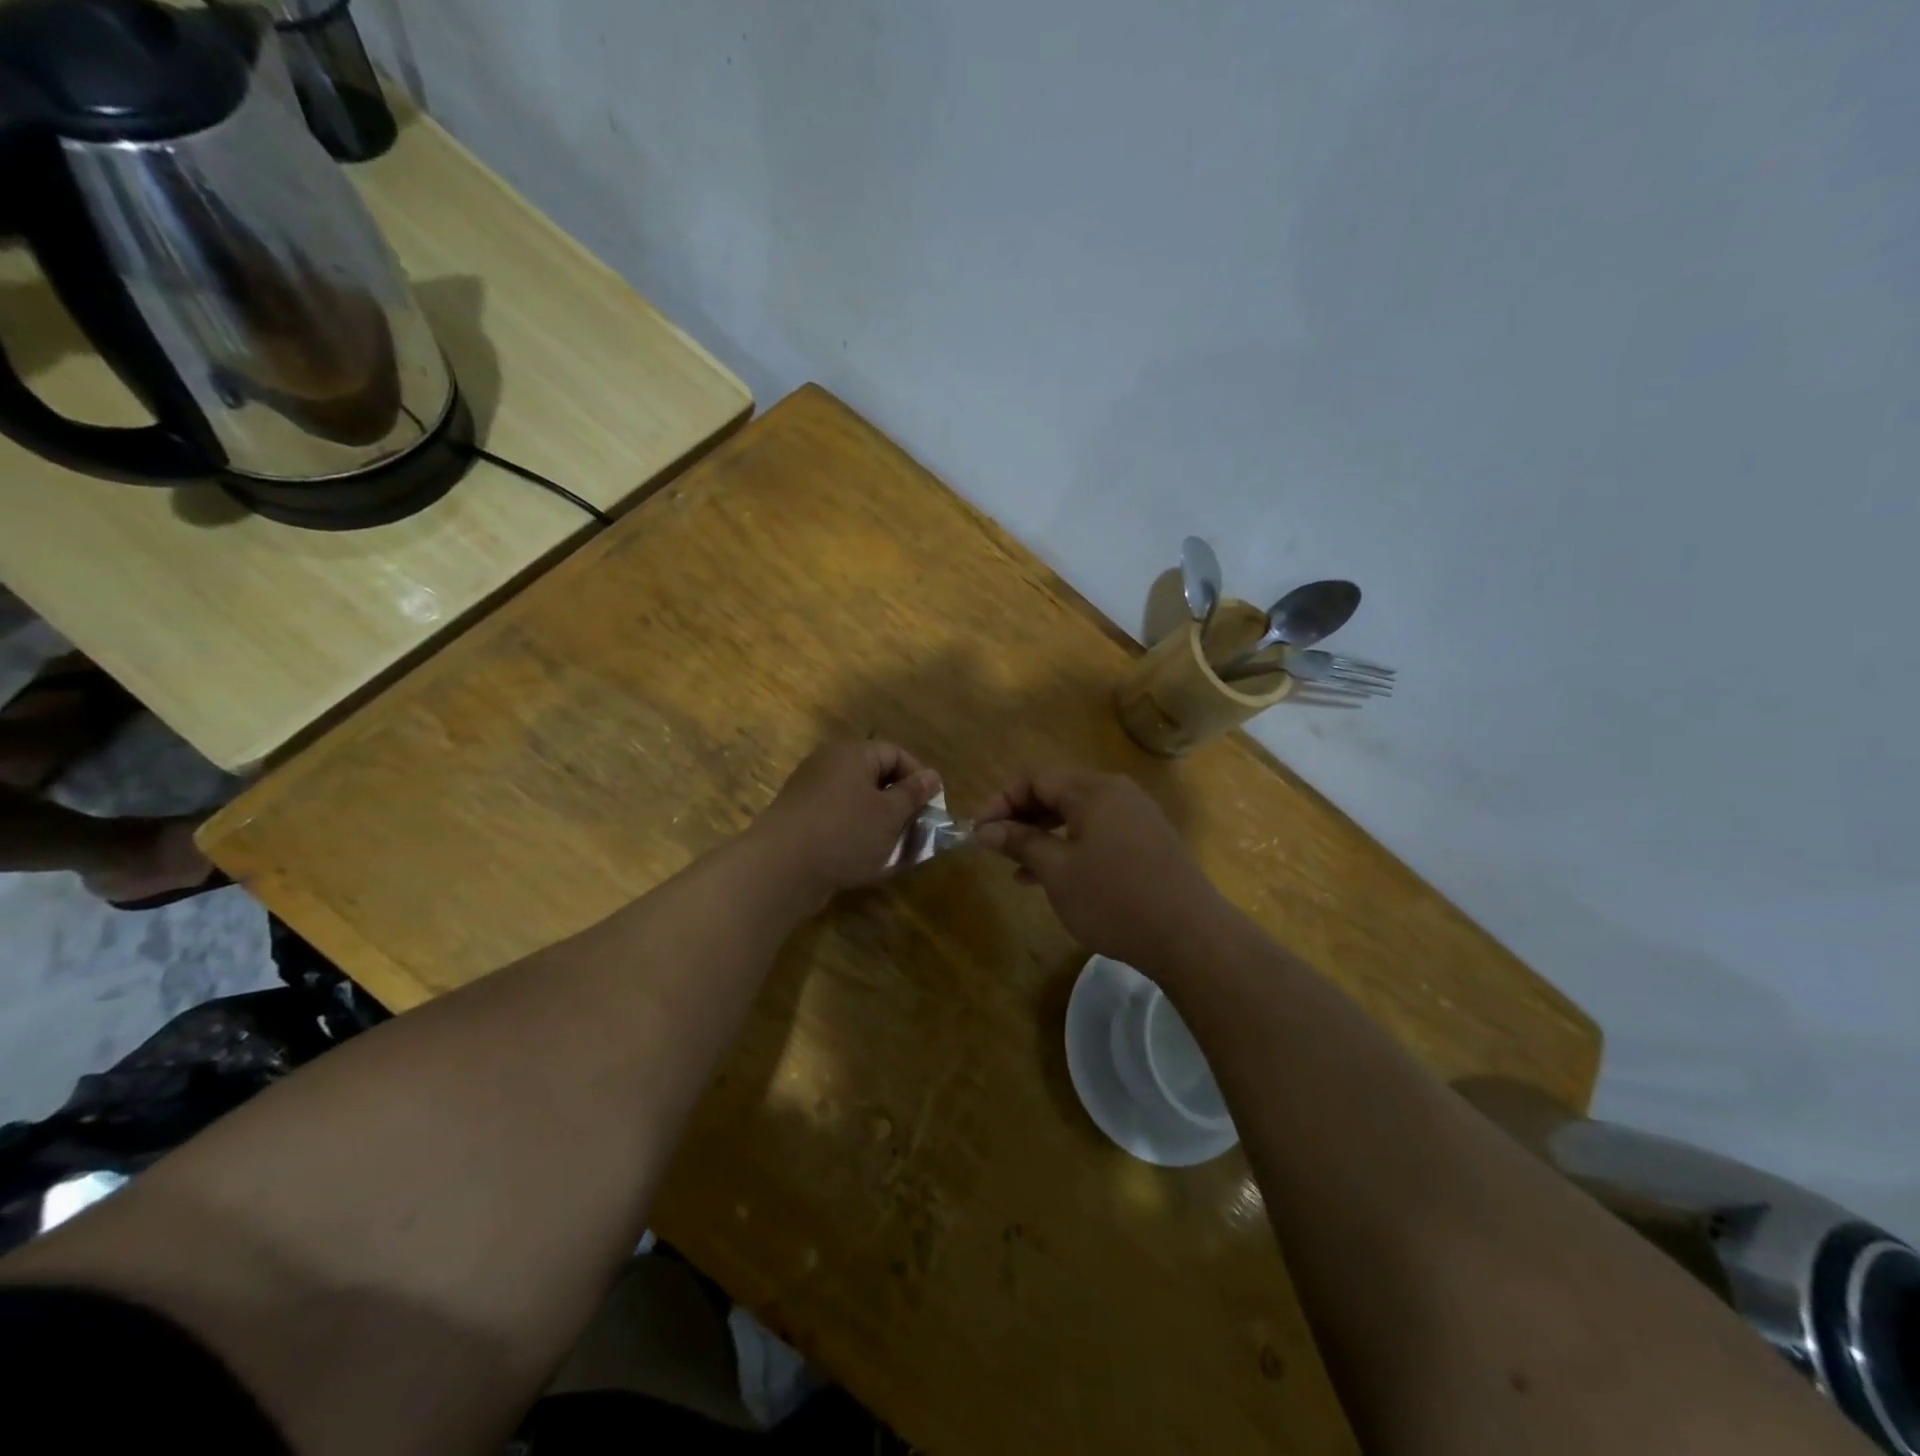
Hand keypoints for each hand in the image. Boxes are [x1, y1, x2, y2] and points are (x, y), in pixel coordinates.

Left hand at [749, 740, 941, 908]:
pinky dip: (854, 834)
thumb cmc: (845, 832)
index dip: (918, 778)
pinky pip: (836, 819)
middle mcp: (828, 764)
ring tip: (892, 848)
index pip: (895, 754)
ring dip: (878, 822)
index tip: (931, 807)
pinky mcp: (799, 819)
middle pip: (874, 776)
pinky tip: (863, 858)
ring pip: (856, 800)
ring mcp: (809, 791)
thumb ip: (913, 793)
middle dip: (898, 803)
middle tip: (915, 829)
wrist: (781, 868)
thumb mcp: (889, 814)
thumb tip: (932, 776)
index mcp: (851, 753)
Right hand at [971, 767, 1224, 971]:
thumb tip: (984, 829)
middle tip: (994, 847)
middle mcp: (1117, 793)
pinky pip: (1097, 834)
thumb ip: (1020, 842)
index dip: (1002, 802)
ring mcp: (1136, 817)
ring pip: (1076, 816)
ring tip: (1016, 868)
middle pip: (1057, 794)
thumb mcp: (1057, 871)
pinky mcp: (1146, 843)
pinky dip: (1070, 848)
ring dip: (1043, 836)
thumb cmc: (1115, 898)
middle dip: (1021, 819)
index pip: (1036, 779)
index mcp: (1094, 790)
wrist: (1189, 936)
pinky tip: (1051, 878)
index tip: (978, 831)